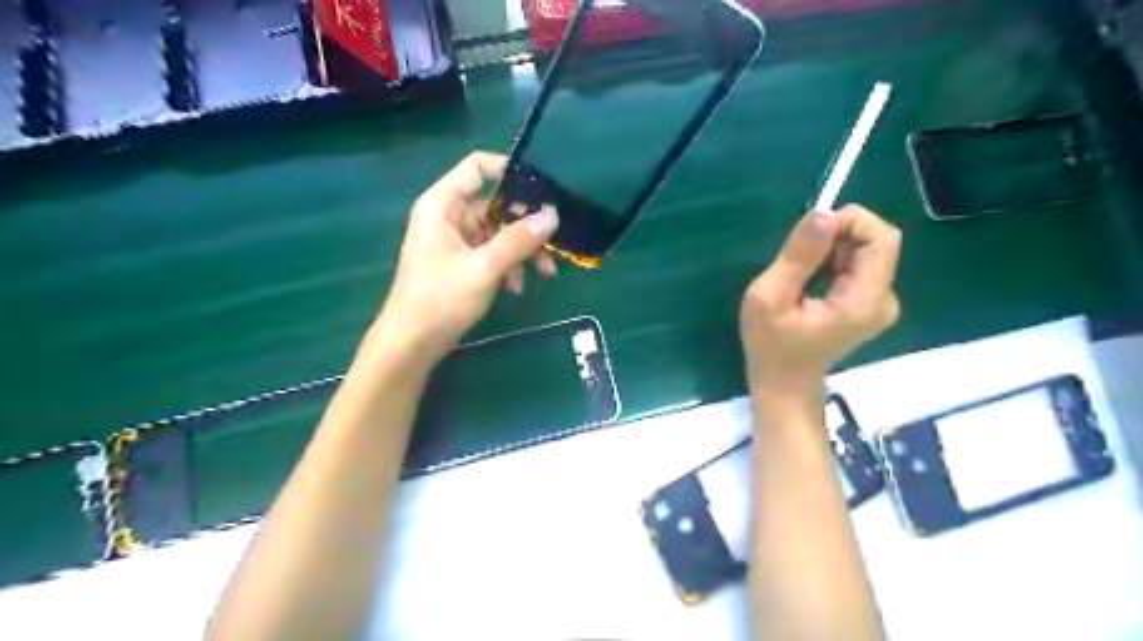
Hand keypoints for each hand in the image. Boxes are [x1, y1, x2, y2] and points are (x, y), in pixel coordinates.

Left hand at [369, 150, 560, 368]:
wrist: (413, 343)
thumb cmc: (440, 300)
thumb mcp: (484, 268)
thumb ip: (518, 240)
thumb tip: (552, 215)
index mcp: (443, 205)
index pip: (477, 167)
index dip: (509, 170)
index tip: (543, 189)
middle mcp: (450, 217)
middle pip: (496, 204)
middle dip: (526, 225)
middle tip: (554, 242)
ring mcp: (457, 241)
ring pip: (499, 232)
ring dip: (523, 250)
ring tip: (545, 272)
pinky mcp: (463, 263)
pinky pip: (493, 253)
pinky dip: (509, 266)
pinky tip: (516, 288)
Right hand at [742, 205, 902, 401]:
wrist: (784, 385)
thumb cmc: (771, 346)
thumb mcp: (770, 298)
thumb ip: (798, 256)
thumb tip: (823, 212)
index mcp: (864, 300)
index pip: (882, 238)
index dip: (850, 222)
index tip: (810, 233)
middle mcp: (884, 299)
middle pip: (876, 242)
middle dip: (836, 237)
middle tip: (798, 257)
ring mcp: (880, 303)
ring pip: (867, 252)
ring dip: (833, 249)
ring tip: (800, 274)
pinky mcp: (870, 304)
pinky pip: (860, 265)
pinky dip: (835, 262)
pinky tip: (811, 282)